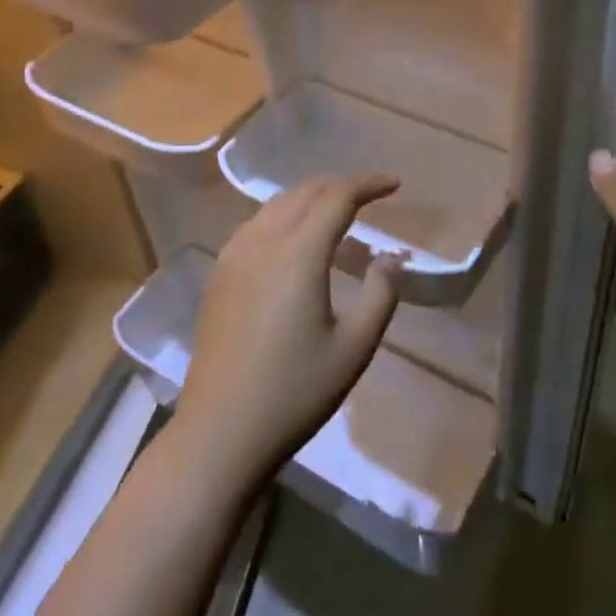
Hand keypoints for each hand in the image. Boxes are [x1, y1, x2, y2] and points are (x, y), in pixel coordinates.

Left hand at [173, 174, 402, 491]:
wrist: (221, 431)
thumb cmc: (295, 392)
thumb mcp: (354, 348)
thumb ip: (380, 293)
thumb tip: (390, 256)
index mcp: (299, 253)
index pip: (337, 197)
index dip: (369, 184)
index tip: (395, 184)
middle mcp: (263, 240)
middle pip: (305, 191)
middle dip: (341, 185)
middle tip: (371, 194)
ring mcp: (234, 254)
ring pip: (277, 203)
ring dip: (311, 196)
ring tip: (337, 210)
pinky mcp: (219, 273)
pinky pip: (256, 223)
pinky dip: (285, 214)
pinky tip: (294, 236)